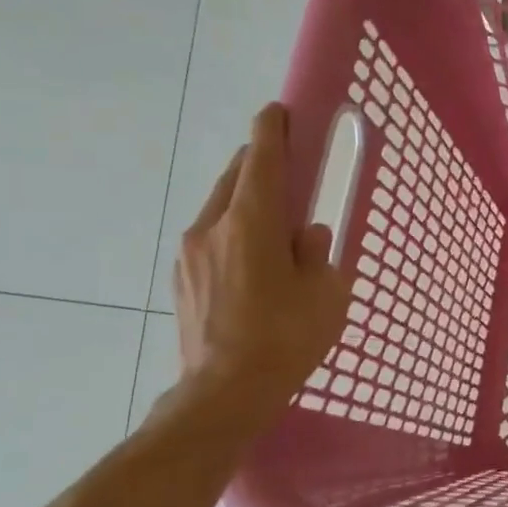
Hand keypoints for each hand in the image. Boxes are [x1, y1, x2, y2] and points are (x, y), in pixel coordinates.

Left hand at [172, 103, 352, 433]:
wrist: (223, 394)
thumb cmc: (285, 339)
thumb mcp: (326, 293)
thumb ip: (318, 253)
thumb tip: (308, 236)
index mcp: (252, 224)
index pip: (262, 161)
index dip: (272, 131)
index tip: (278, 111)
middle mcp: (213, 228)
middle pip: (235, 178)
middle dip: (260, 165)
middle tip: (288, 170)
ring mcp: (190, 254)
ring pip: (220, 208)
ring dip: (246, 202)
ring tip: (274, 226)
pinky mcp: (181, 280)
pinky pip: (211, 238)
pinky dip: (233, 233)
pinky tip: (253, 263)